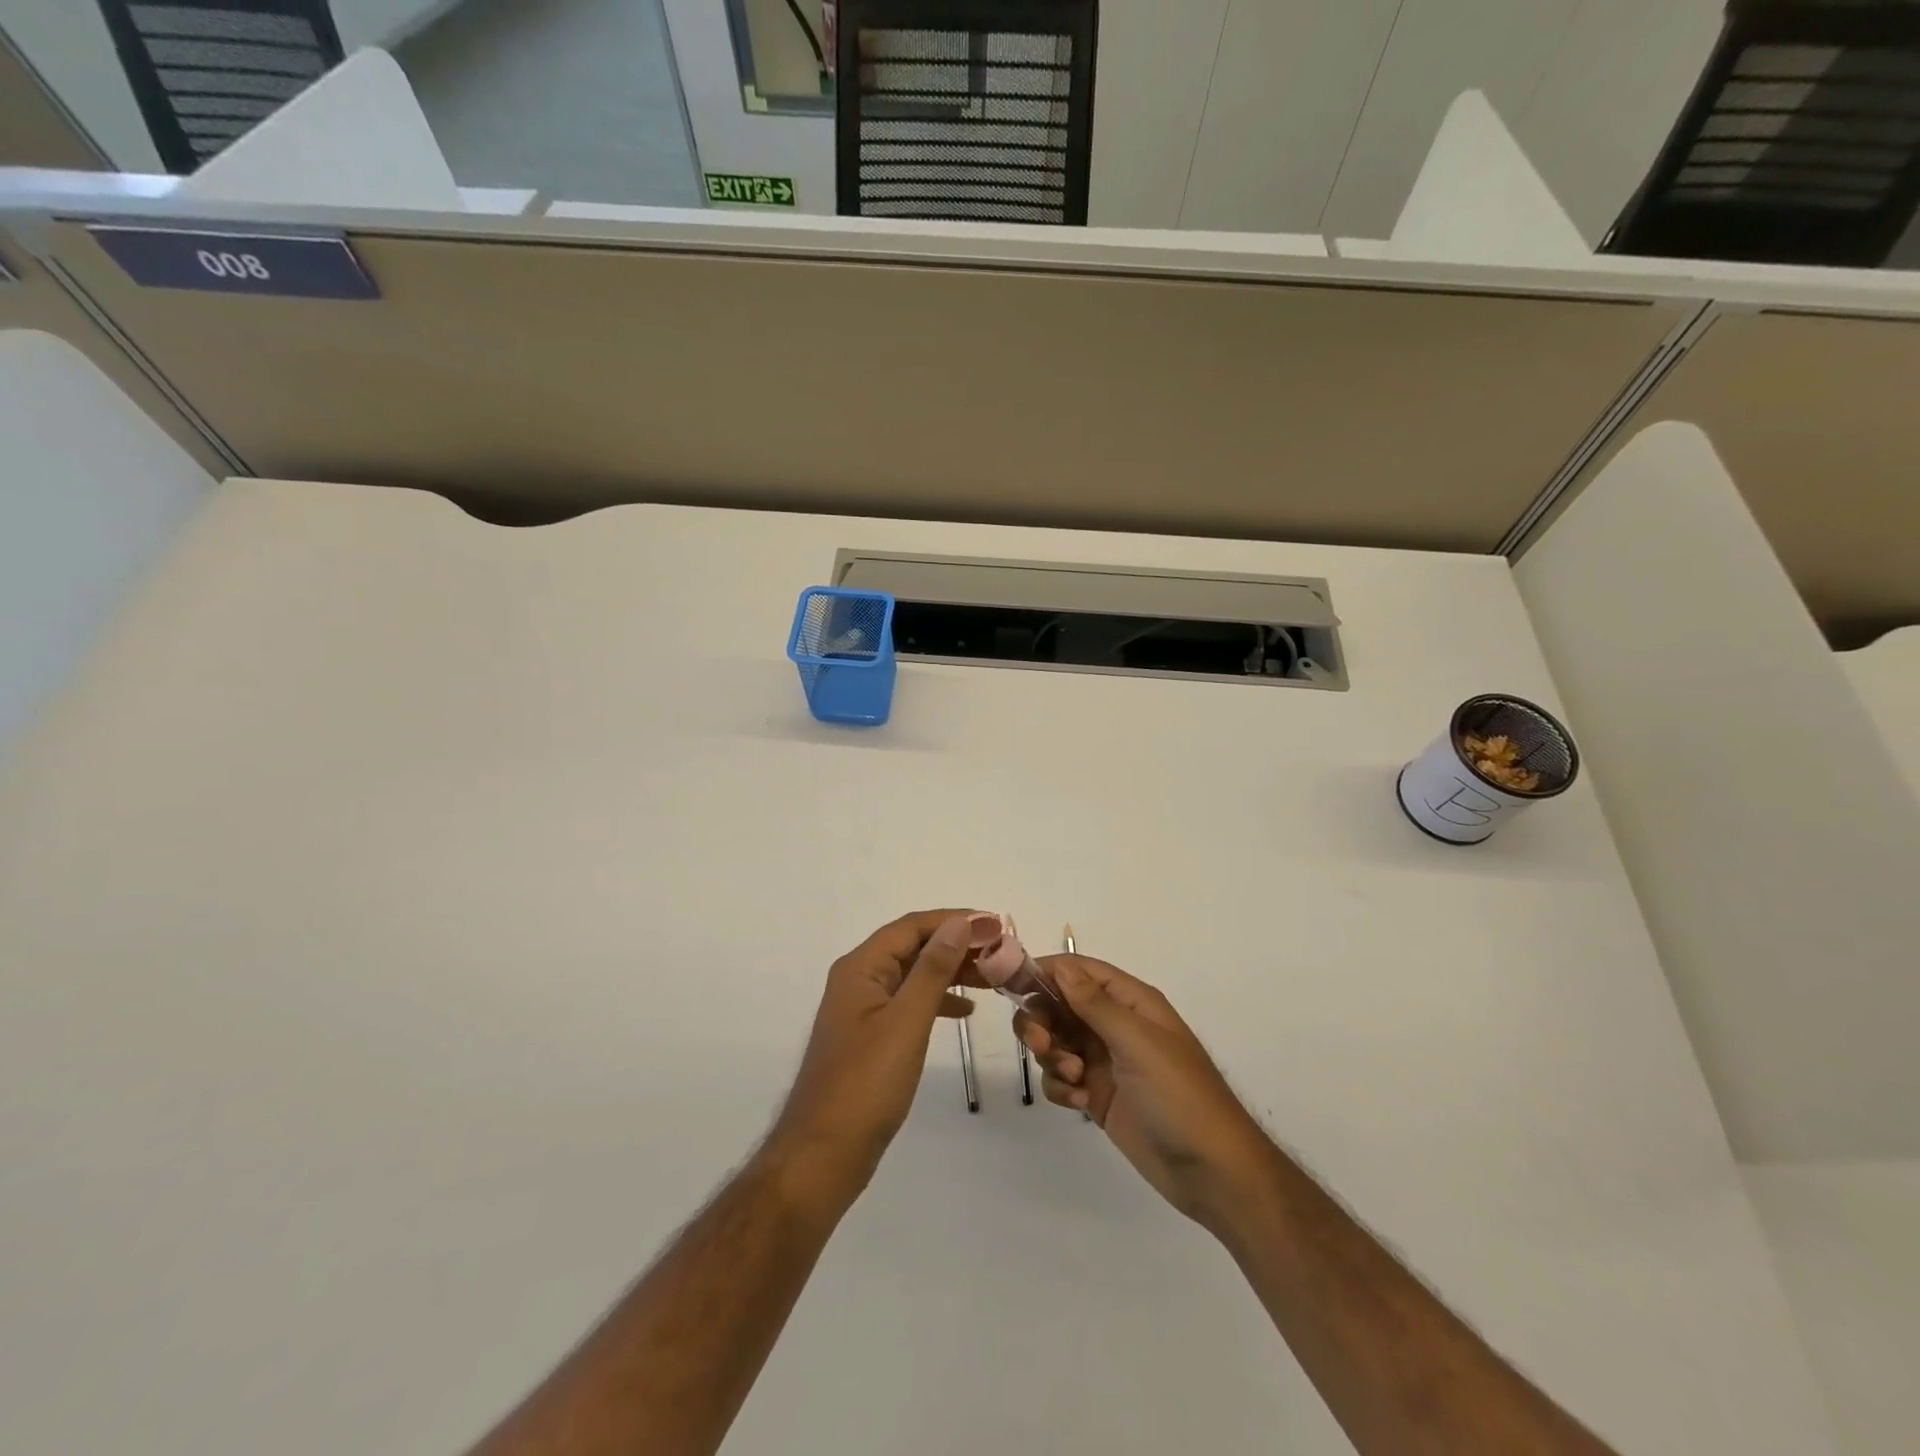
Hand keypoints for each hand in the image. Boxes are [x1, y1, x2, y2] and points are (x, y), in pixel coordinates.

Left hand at [767, 911, 984, 1213]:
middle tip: (1002, 952)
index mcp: (861, 967)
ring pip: (913, 974)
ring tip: (993, 977)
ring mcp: (863, 1009)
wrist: (824, 1154)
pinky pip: (909, 1003)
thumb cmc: (866, 1084)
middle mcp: (859, 979)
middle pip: (913, 946)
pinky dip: (938, 1000)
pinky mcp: (871, 1036)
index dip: (955, 920)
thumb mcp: (907, 1021)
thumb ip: (934, 969)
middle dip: (956, 945)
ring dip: (951, 971)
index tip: (996, 925)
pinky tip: (965, 1011)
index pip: (912, 926)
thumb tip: (960, 923)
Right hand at [1015, 956, 1269, 1225]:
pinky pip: (1061, 1078)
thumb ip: (1095, 1003)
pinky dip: (1061, 1087)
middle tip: (1041, 1045)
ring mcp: (1105, 1060)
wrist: (1212, 1171)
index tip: (1009, 984)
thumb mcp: (1137, 1042)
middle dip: (1042, 1021)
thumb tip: (1061, 966)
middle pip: (1059, 1005)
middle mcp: (1115, 1024)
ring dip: (1053, 1057)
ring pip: (1055, 1041)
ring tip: (1074, 1080)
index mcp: (1130, 1001)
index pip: (1078, 970)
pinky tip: (1080, 1104)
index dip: (1045, 972)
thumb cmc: (1179, 1095)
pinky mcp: (1098, 1094)